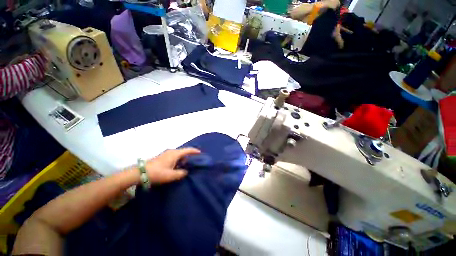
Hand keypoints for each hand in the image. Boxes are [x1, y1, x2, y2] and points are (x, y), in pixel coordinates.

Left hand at [145, 148, 200, 183]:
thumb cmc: (158, 173)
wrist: (140, 173)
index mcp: (175, 154)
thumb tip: (186, 172)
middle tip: (193, 162)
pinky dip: (177, 160)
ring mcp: (166, 153)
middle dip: (189, 156)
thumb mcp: (171, 175)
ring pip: (178, 154)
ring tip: (184, 166)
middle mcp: (171, 151)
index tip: (200, 153)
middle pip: (183, 152)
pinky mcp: (162, 157)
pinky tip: (176, 167)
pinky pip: (174, 156)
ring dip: (182, 159)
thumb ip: (181, 173)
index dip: (194, 151)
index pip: (188, 150)